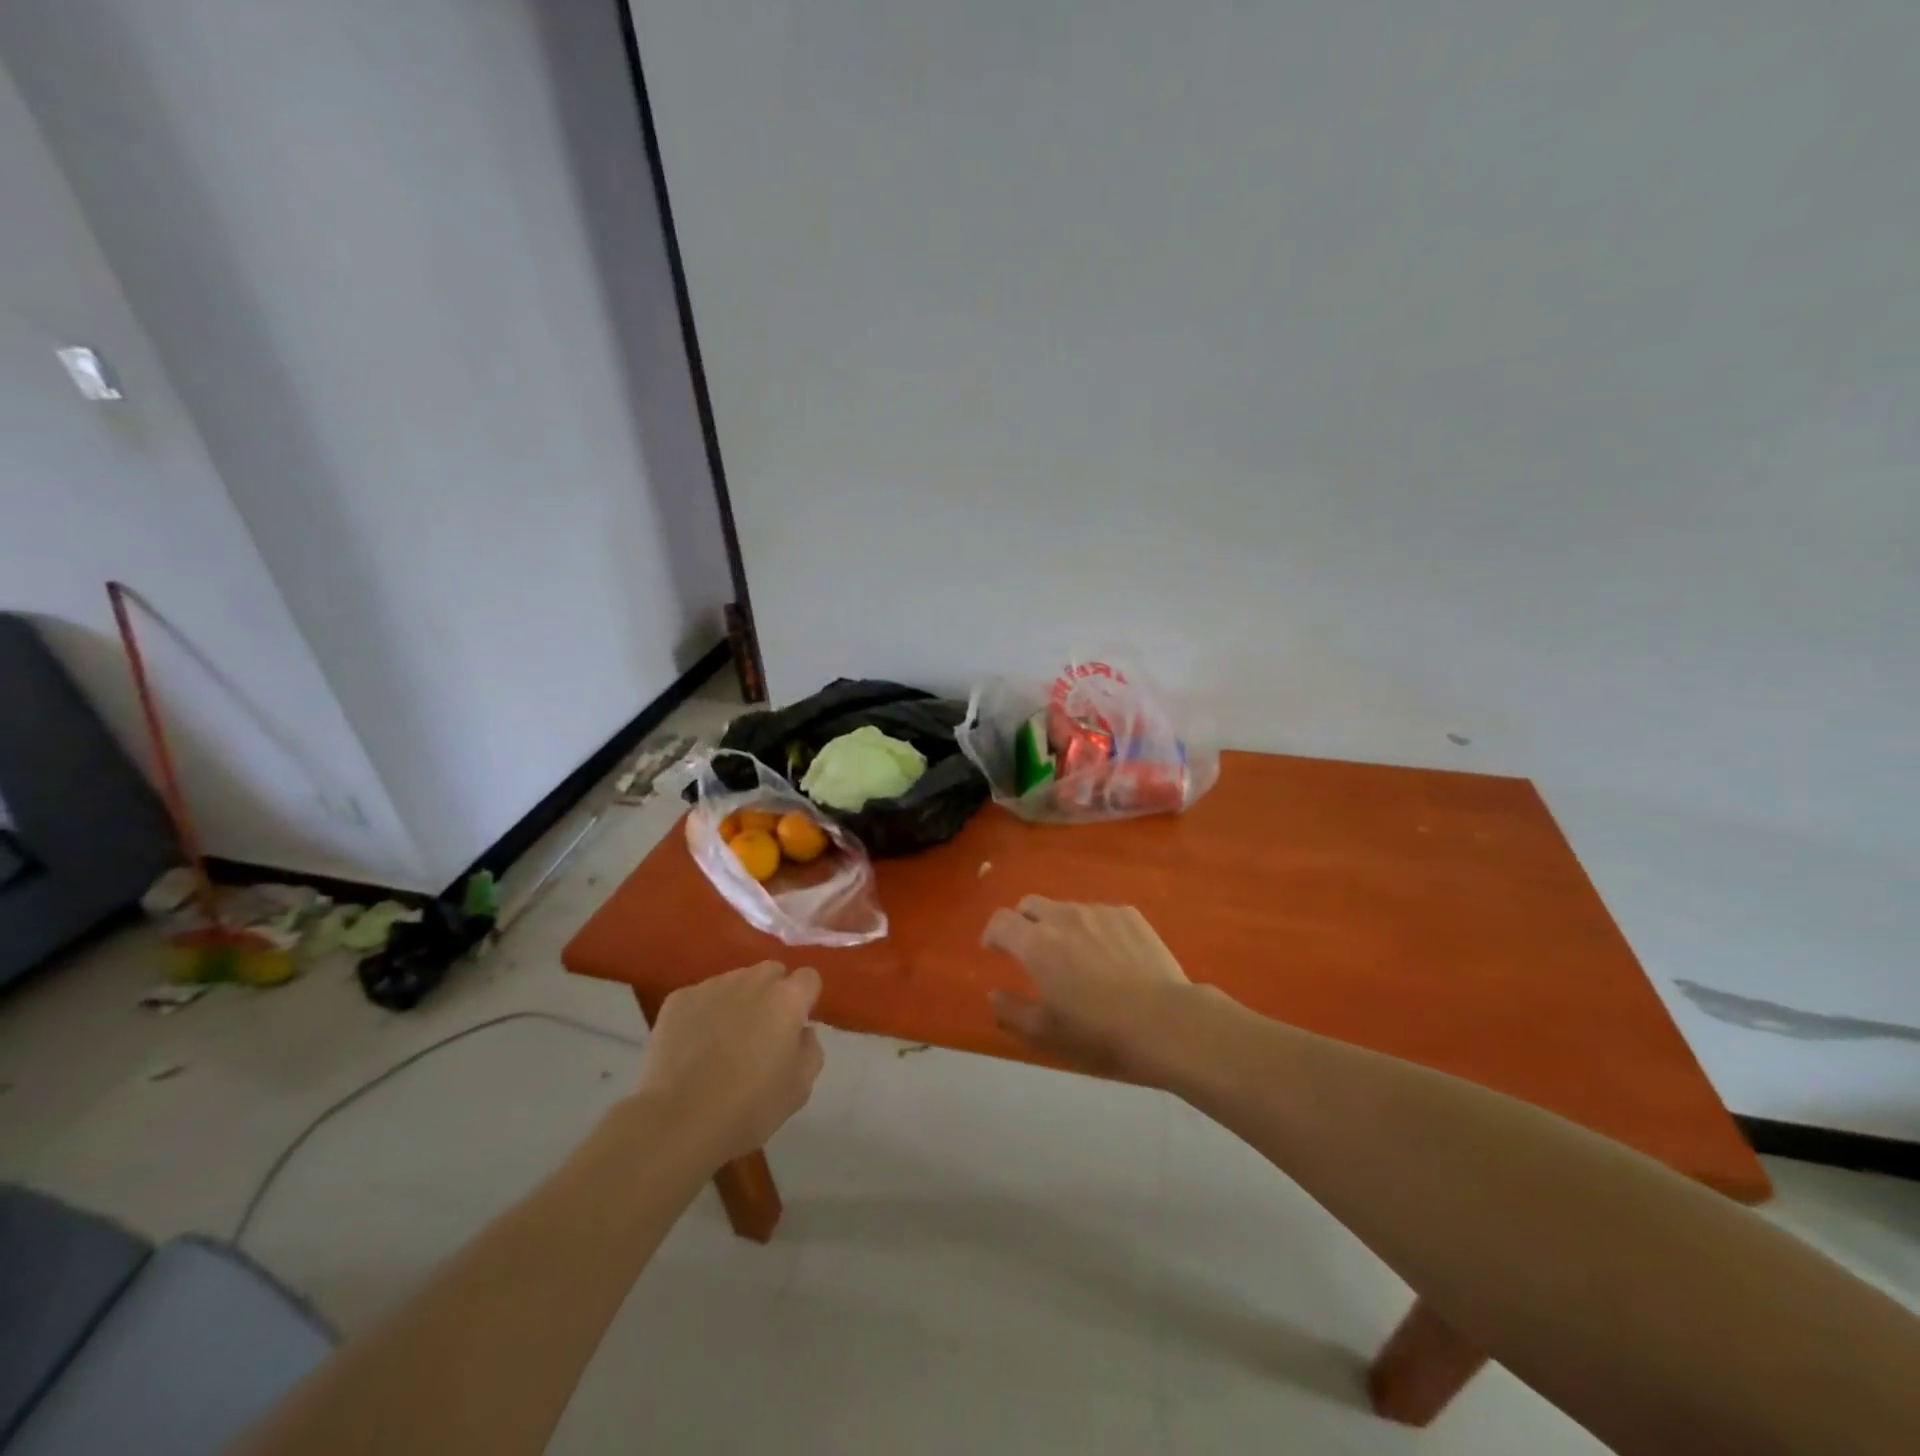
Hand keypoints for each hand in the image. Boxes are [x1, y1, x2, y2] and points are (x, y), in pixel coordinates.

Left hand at [633, 961, 824, 1163]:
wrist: (679, 1120)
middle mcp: (752, 981)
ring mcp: (712, 986)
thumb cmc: (749, 1106)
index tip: (795, 1025)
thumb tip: (801, 1030)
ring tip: (723, 1039)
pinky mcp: (678, 999)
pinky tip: (693, 1045)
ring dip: (737, 1000)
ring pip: (734, 981)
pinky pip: (700, 997)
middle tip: (762, 1030)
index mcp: (787, 998)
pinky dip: (702, 1013)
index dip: (805, 999)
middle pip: (770, 972)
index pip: (808, 977)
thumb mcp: (800, 1087)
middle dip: (772, 992)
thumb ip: (810, 1048)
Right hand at [981, 897, 1201, 1083]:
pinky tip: (1109, 955)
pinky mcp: (1128, 915)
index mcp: (1036, 944)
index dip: (992, 933)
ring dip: (1060, 925)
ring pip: (1067, 908)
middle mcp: (1063, 917)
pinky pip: (1100, 913)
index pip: (1001, 920)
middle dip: (1023, 922)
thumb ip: (1011, 1011)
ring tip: (1076, 956)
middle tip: (1031, 949)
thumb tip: (994, 993)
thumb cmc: (1099, 1032)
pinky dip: (1093, 928)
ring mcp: (1099, 911)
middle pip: (1030, 904)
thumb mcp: (1046, 1033)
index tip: (994, 949)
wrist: (1165, 1021)